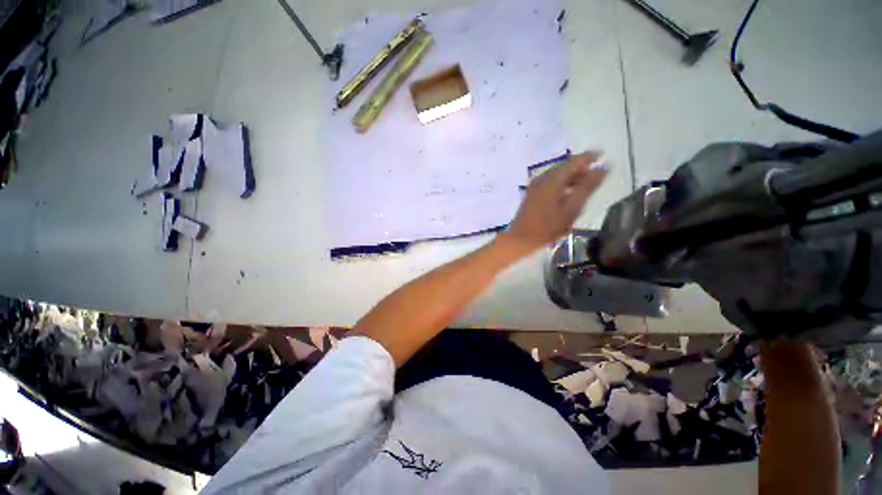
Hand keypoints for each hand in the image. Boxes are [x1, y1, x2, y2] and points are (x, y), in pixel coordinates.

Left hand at [501, 152, 607, 253]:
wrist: (520, 238)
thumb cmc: (547, 227)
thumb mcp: (571, 209)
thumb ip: (587, 188)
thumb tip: (603, 169)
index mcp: (552, 180)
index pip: (574, 161)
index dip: (589, 157)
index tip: (603, 155)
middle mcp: (542, 179)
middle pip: (564, 167)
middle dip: (581, 169)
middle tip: (597, 176)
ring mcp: (535, 186)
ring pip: (557, 176)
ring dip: (572, 178)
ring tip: (586, 187)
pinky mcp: (532, 194)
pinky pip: (550, 183)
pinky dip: (562, 185)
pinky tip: (569, 195)